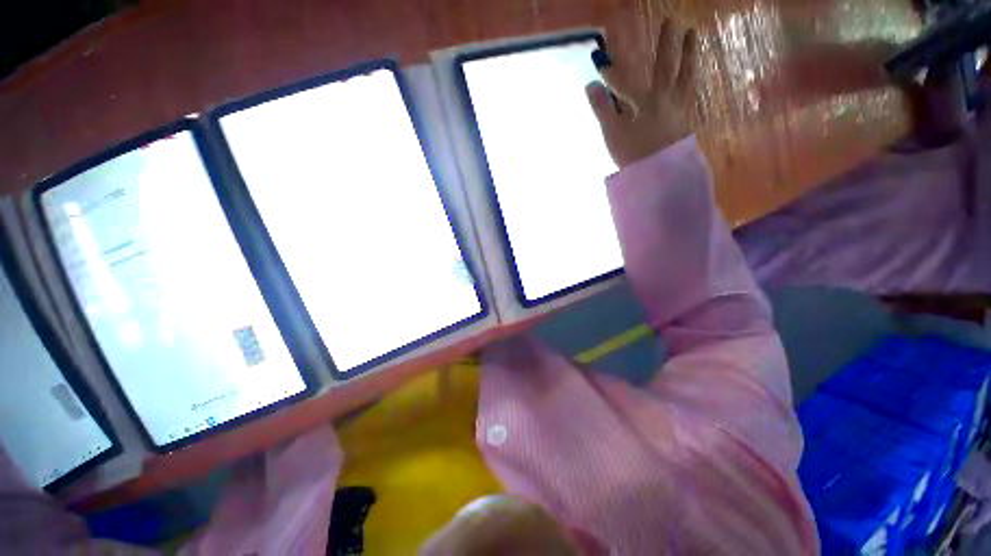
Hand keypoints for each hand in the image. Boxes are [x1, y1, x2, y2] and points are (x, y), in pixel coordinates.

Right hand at [586, 18, 698, 168]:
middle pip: (665, 65)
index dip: (610, 73)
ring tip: (693, 35)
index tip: (600, 63)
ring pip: (685, 73)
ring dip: (689, 53)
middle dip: (665, 43)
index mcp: (644, 100)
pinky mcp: (685, 117)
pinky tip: (692, 73)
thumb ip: (602, 108)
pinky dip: (692, 77)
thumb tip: (590, 86)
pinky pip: (691, 90)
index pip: (624, 81)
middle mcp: (665, 96)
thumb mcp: (613, 133)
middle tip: (669, 21)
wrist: (659, 174)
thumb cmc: (633, 153)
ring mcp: (679, 105)